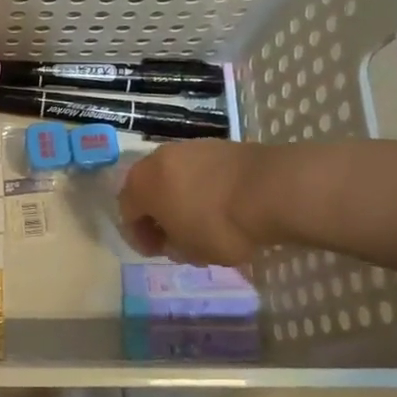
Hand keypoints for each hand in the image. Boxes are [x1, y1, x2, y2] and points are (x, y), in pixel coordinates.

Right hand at [117, 139, 269, 266]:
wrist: (270, 189)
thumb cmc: (219, 225)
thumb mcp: (191, 251)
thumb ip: (173, 246)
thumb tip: (172, 240)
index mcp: (141, 185)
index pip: (127, 212)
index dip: (139, 237)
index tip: (158, 252)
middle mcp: (157, 159)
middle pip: (148, 188)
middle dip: (157, 213)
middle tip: (173, 235)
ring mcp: (188, 147)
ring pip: (174, 176)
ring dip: (179, 197)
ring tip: (199, 219)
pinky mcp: (217, 144)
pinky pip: (199, 170)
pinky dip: (202, 186)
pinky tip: (221, 204)